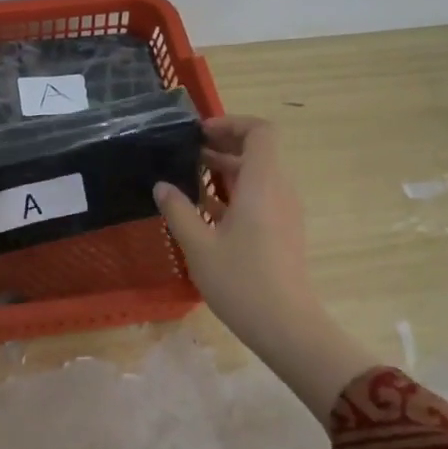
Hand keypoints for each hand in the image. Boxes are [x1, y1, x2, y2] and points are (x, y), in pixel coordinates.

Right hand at [155, 116, 315, 351]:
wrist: (285, 325)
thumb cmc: (240, 281)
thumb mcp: (198, 245)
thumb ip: (178, 210)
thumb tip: (162, 186)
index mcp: (262, 184)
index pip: (260, 132)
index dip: (231, 123)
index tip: (199, 133)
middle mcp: (279, 190)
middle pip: (258, 151)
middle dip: (223, 145)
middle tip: (186, 152)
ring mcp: (284, 212)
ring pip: (257, 176)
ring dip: (226, 170)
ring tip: (188, 178)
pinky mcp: (282, 231)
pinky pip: (259, 197)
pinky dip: (234, 193)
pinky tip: (204, 210)